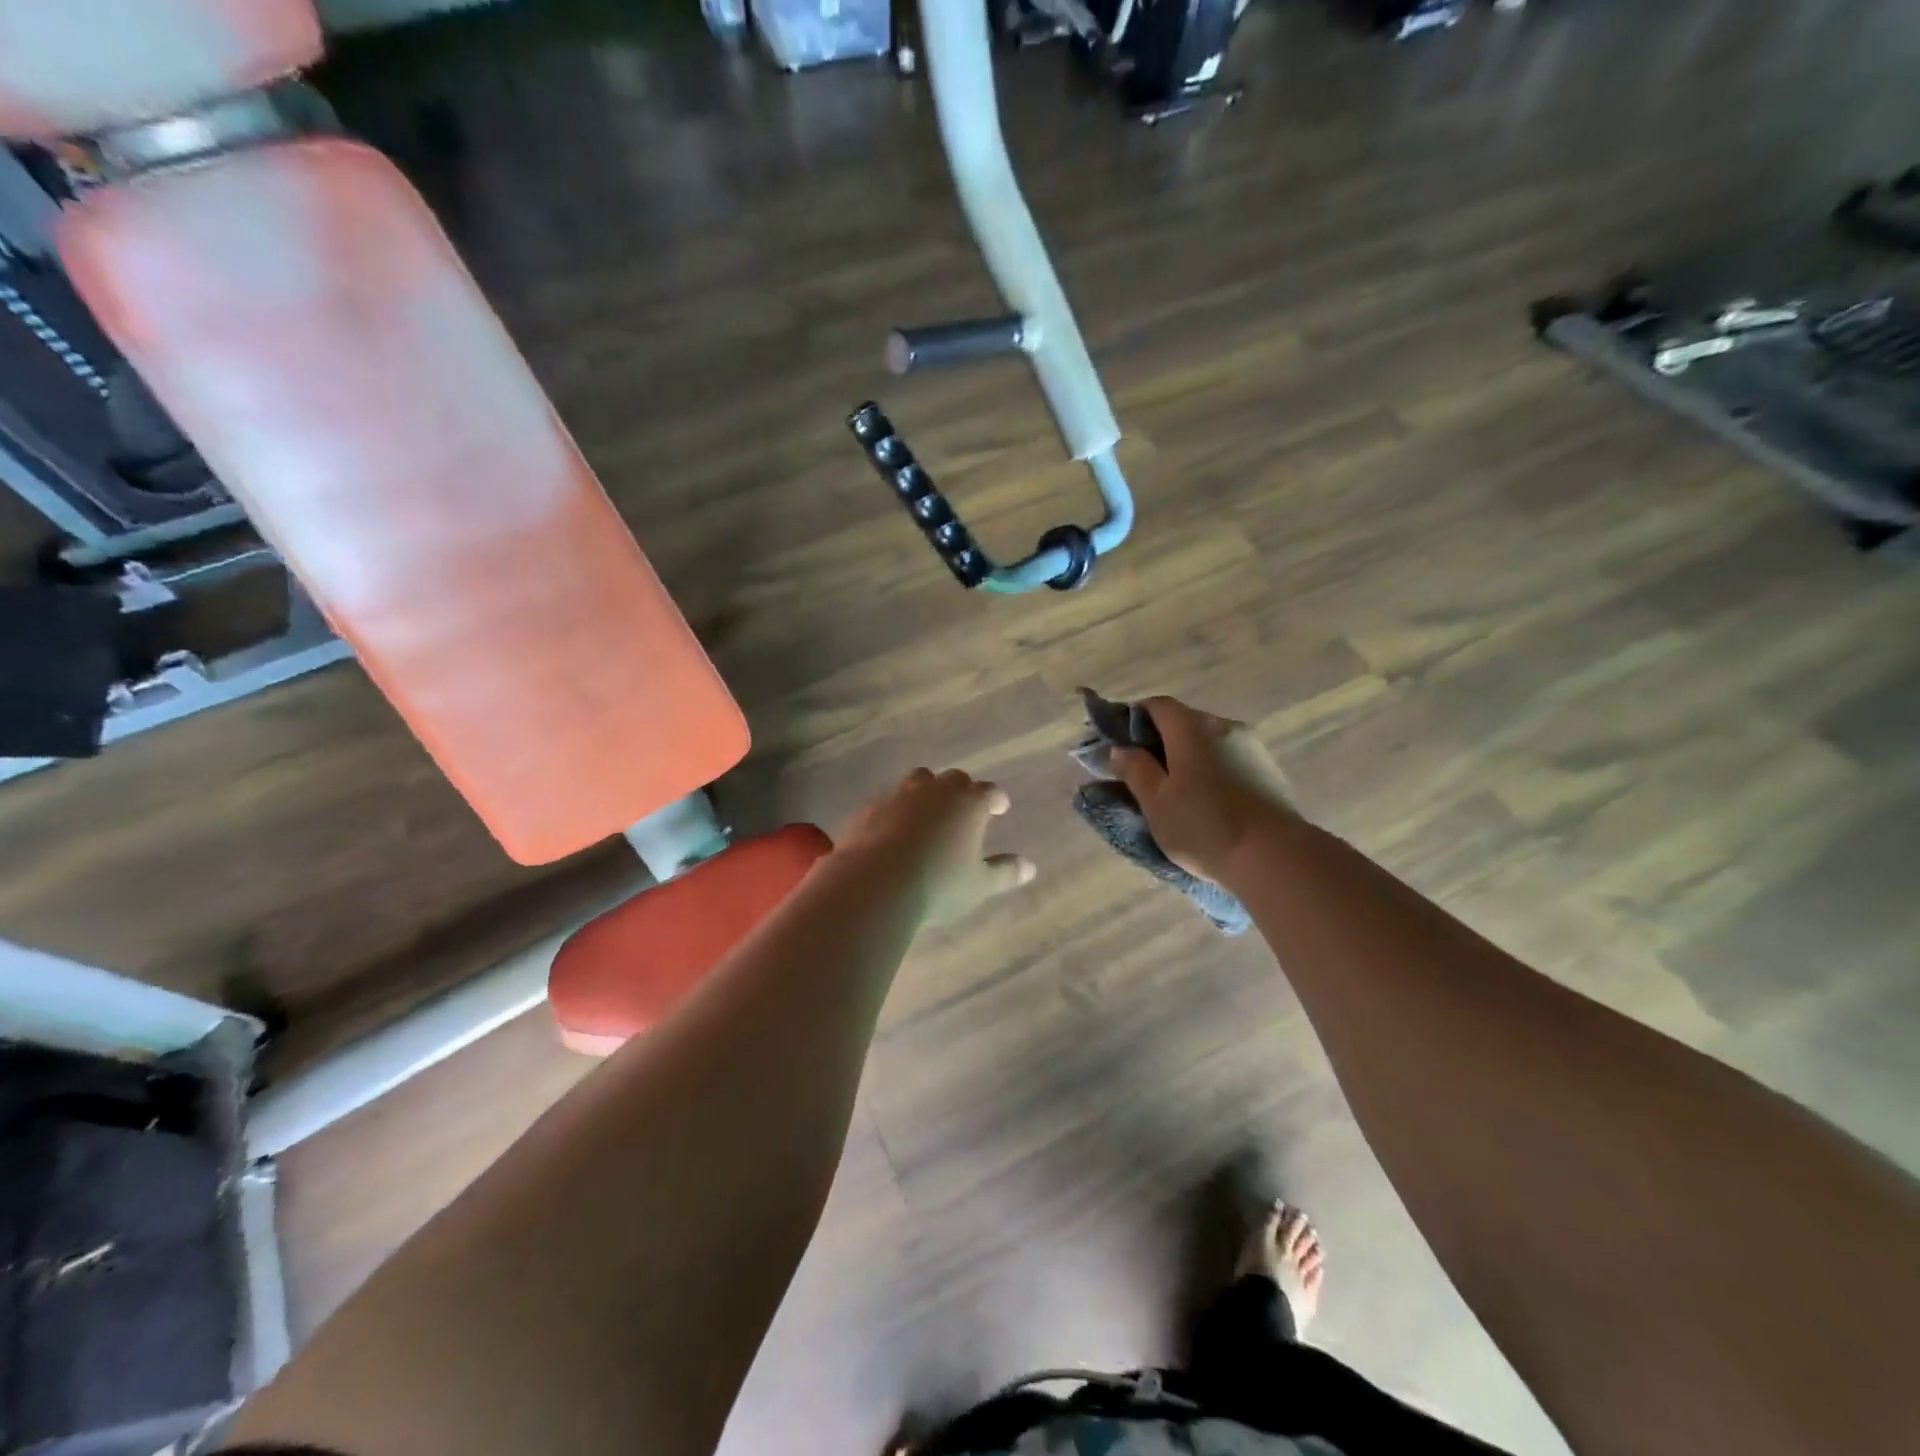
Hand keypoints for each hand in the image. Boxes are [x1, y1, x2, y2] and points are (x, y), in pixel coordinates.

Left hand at [840, 768, 1036, 925]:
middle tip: (964, 805)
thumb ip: (1004, 872)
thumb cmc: (938, 884)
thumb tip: (1029, 868)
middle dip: (962, 789)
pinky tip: (894, 825)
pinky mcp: (871, 806)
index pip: (989, 792)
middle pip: (954, 779)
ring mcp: (900, 794)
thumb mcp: (978, 885)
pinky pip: (890, 799)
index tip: (999, 807)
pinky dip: (897, 807)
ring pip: (919, 780)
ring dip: (928, 790)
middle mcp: (936, 790)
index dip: (996, 799)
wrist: (875, 882)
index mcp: (969, 803)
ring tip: (929, 809)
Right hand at [1109, 697, 1298, 884]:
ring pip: (1207, 742)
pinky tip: (1205, 800)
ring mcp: (1251, 747)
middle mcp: (1223, 726)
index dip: (1133, 718)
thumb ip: (1135, 769)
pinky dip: (1210, 770)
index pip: (1156, 705)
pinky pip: (1227, 759)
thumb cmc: (1203, 825)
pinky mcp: (1268, 770)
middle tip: (1141, 772)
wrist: (1274, 856)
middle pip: (1183, 722)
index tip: (1118, 743)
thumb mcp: (1155, 801)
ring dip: (1187, 757)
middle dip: (1159, 741)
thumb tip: (1121, 749)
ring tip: (1174, 791)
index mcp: (1191, 727)